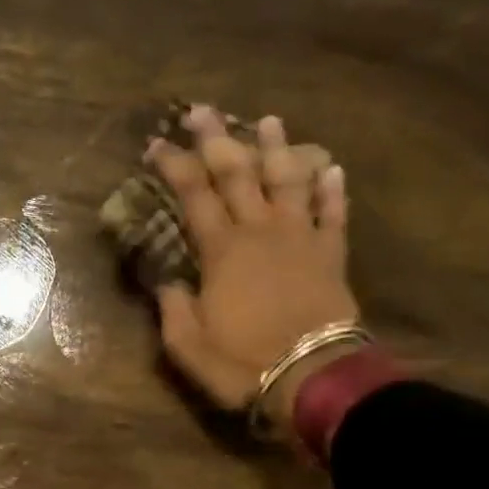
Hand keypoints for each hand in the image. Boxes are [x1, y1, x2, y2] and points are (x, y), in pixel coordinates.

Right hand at [147, 105, 358, 432]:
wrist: (312, 378)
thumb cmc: (242, 363)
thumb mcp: (187, 345)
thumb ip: (172, 306)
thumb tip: (166, 279)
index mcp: (221, 251)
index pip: (192, 195)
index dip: (173, 165)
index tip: (157, 143)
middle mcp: (260, 232)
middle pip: (237, 174)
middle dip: (217, 139)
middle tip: (203, 110)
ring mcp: (300, 239)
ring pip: (287, 181)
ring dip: (276, 149)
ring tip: (268, 120)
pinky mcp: (331, 256)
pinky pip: (332, 214)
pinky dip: (331, 189)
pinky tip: (332, 168)